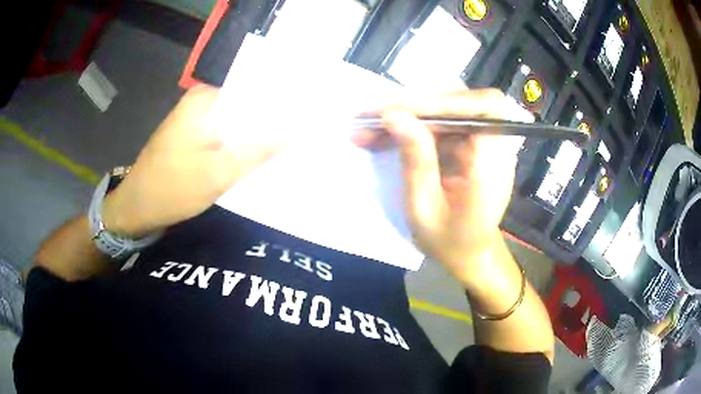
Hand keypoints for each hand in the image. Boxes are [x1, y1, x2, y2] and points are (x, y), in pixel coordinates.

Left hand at [103, 85, 286, 236]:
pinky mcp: (192, 134)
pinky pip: (223, 133)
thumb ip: (256, 151)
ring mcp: (194, 118)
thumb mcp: (218, 173)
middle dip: (268, 122)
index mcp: (205, 99)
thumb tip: (293, 130)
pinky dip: (237, 144)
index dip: (279, 105)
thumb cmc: (173, 189)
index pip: (254, 92)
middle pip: (244, 107)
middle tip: (299, 136)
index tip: (305, 118)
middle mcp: (200, 101)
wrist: (137, 208)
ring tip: (284, 147)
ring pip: (235, 122)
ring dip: (253, 135)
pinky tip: (254, 157)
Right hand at [353, 89, 527, 282]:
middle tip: (369, 119)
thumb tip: (393, 116)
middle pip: (461, 101)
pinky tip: (381, 136)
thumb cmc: (451, 243)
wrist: (471, 254)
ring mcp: (482, 142)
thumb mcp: (425, 211)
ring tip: (367, 128)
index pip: (484, 108)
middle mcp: (494, 145)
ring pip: (446, 108)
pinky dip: (410, 125)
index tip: (400, 111)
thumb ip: (415, 162)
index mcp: (492, 166)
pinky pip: (440, 122)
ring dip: (406, 113)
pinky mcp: (468, 142)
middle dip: (414, 105)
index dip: (446, 101)